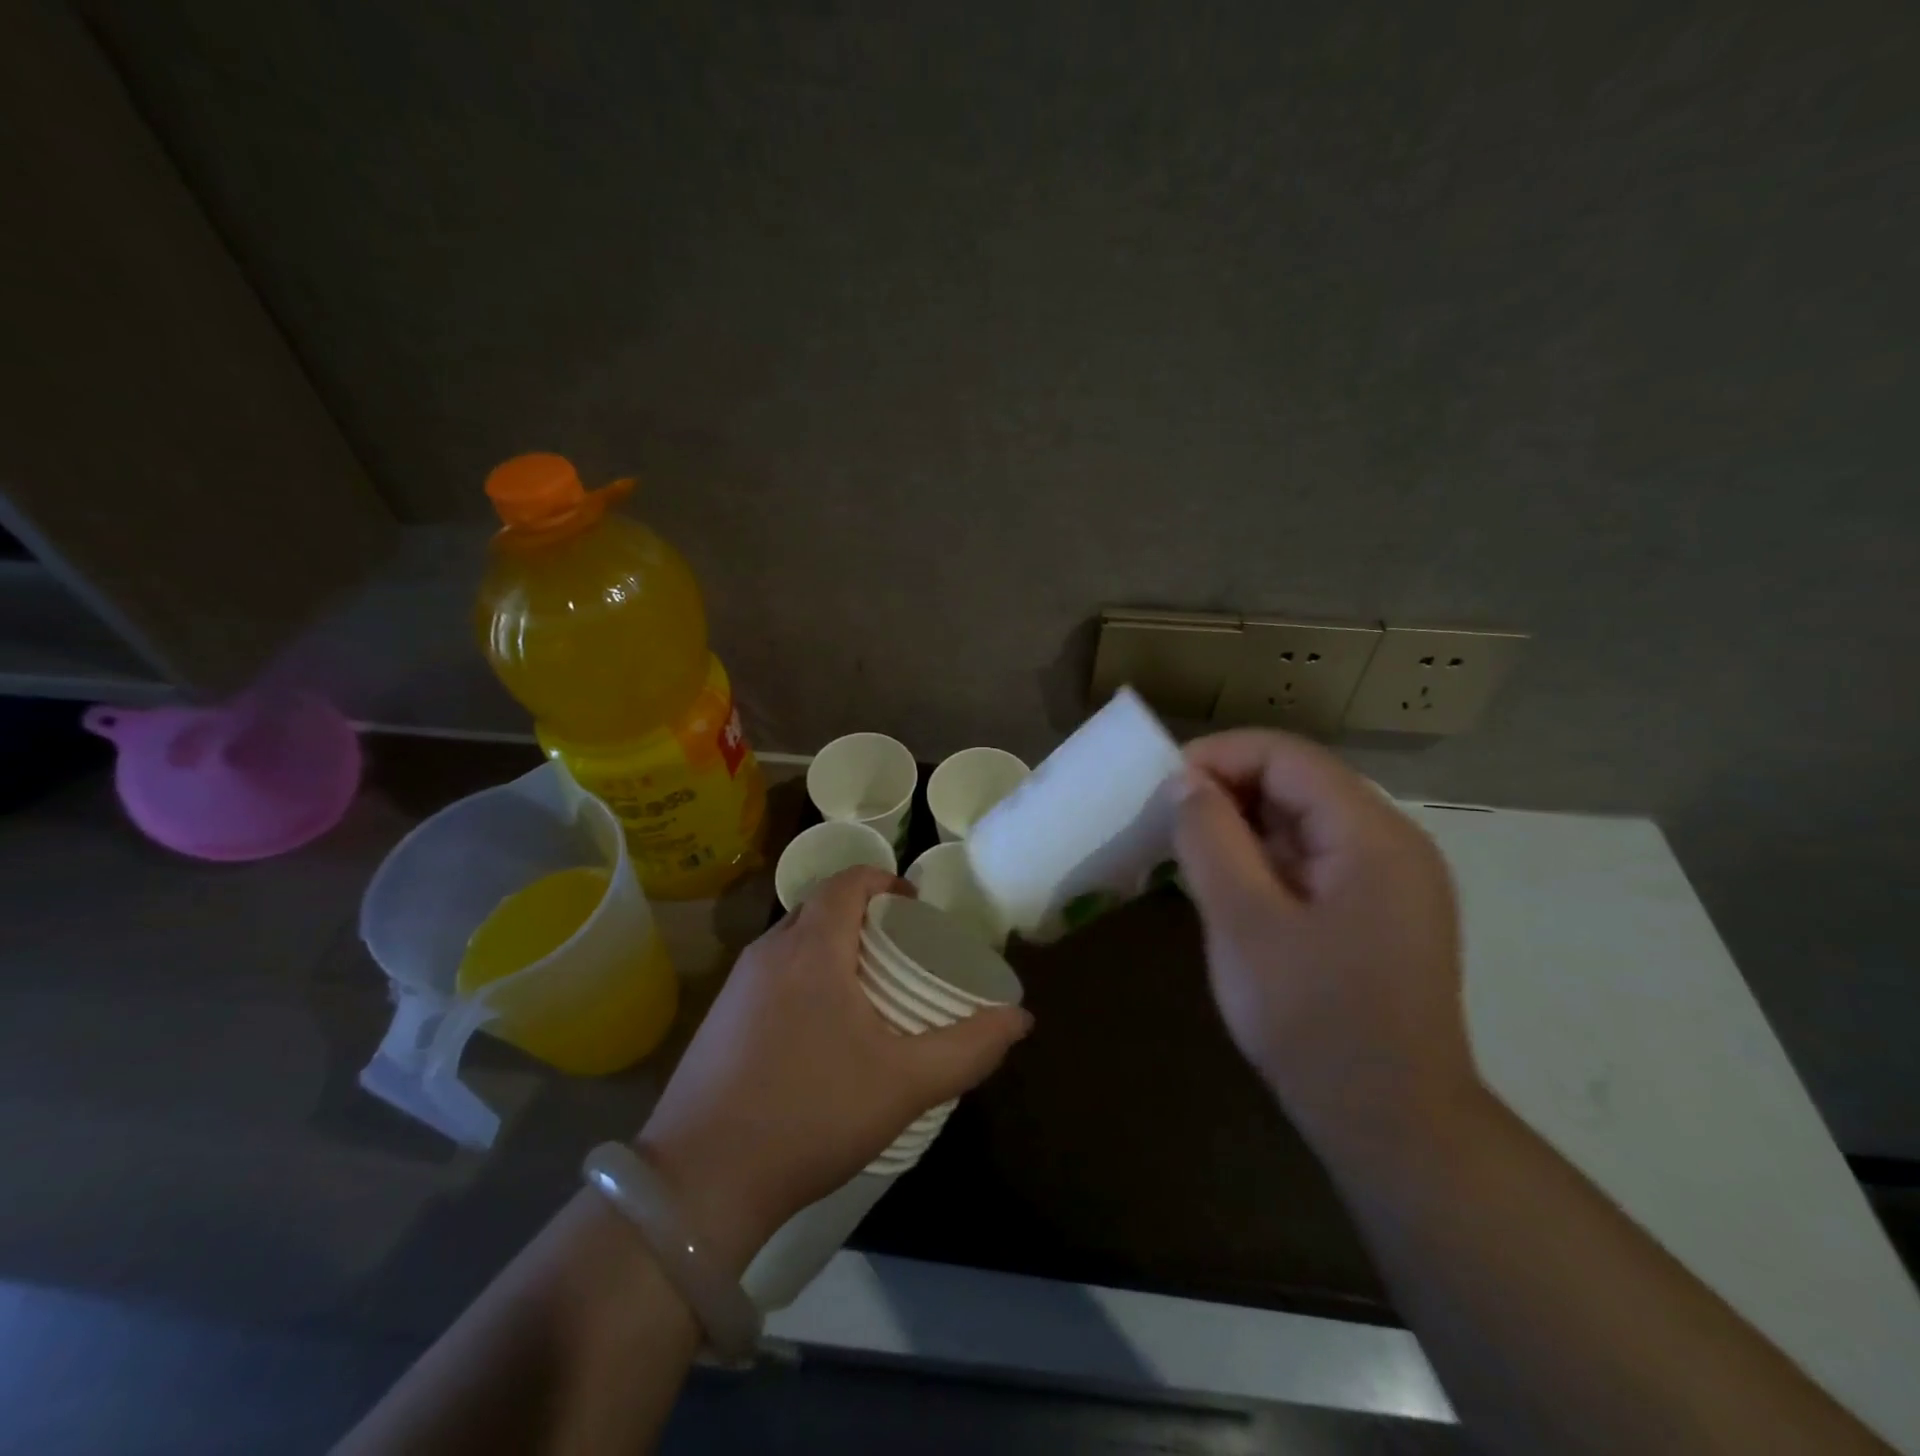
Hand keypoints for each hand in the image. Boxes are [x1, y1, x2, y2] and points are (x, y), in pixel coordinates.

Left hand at [636, 868, 1032, 1269]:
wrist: (699, 1185)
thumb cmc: (810, 1115)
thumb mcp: (904, 1083)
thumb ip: (968, 1047)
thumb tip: (1021, 1018)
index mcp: (810, 947)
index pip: (848, 881)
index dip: (885, 882)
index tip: (916, 908)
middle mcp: (768, 951)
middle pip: (821, 908)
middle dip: (864, 918)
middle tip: (902, 953)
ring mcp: (736, 986)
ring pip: (795, 942)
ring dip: (833, 949)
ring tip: (868, 992)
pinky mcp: (718, 1019)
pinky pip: (773, 975)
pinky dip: (805, 978)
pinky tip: (821, 1033)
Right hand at [1171, 729, 1475, 1152]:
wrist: (1391, 1124)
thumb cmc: (1313, 1021)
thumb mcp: (1244, 922)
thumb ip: (1210, 839)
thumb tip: (1184, 781)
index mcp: (1372, 836)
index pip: (1288, 757)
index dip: (1219, 756)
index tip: (1162, 786)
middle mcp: (1391, 844)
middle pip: (1299, 783)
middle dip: (1227, 789)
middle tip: (1166, 819)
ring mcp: (1390, 879)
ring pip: (1303, 820)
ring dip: (1242, 824)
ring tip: (1185, 848)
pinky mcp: (1377, 910)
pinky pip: (1313, 858)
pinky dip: (1264, 857)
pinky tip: (1225, 882)